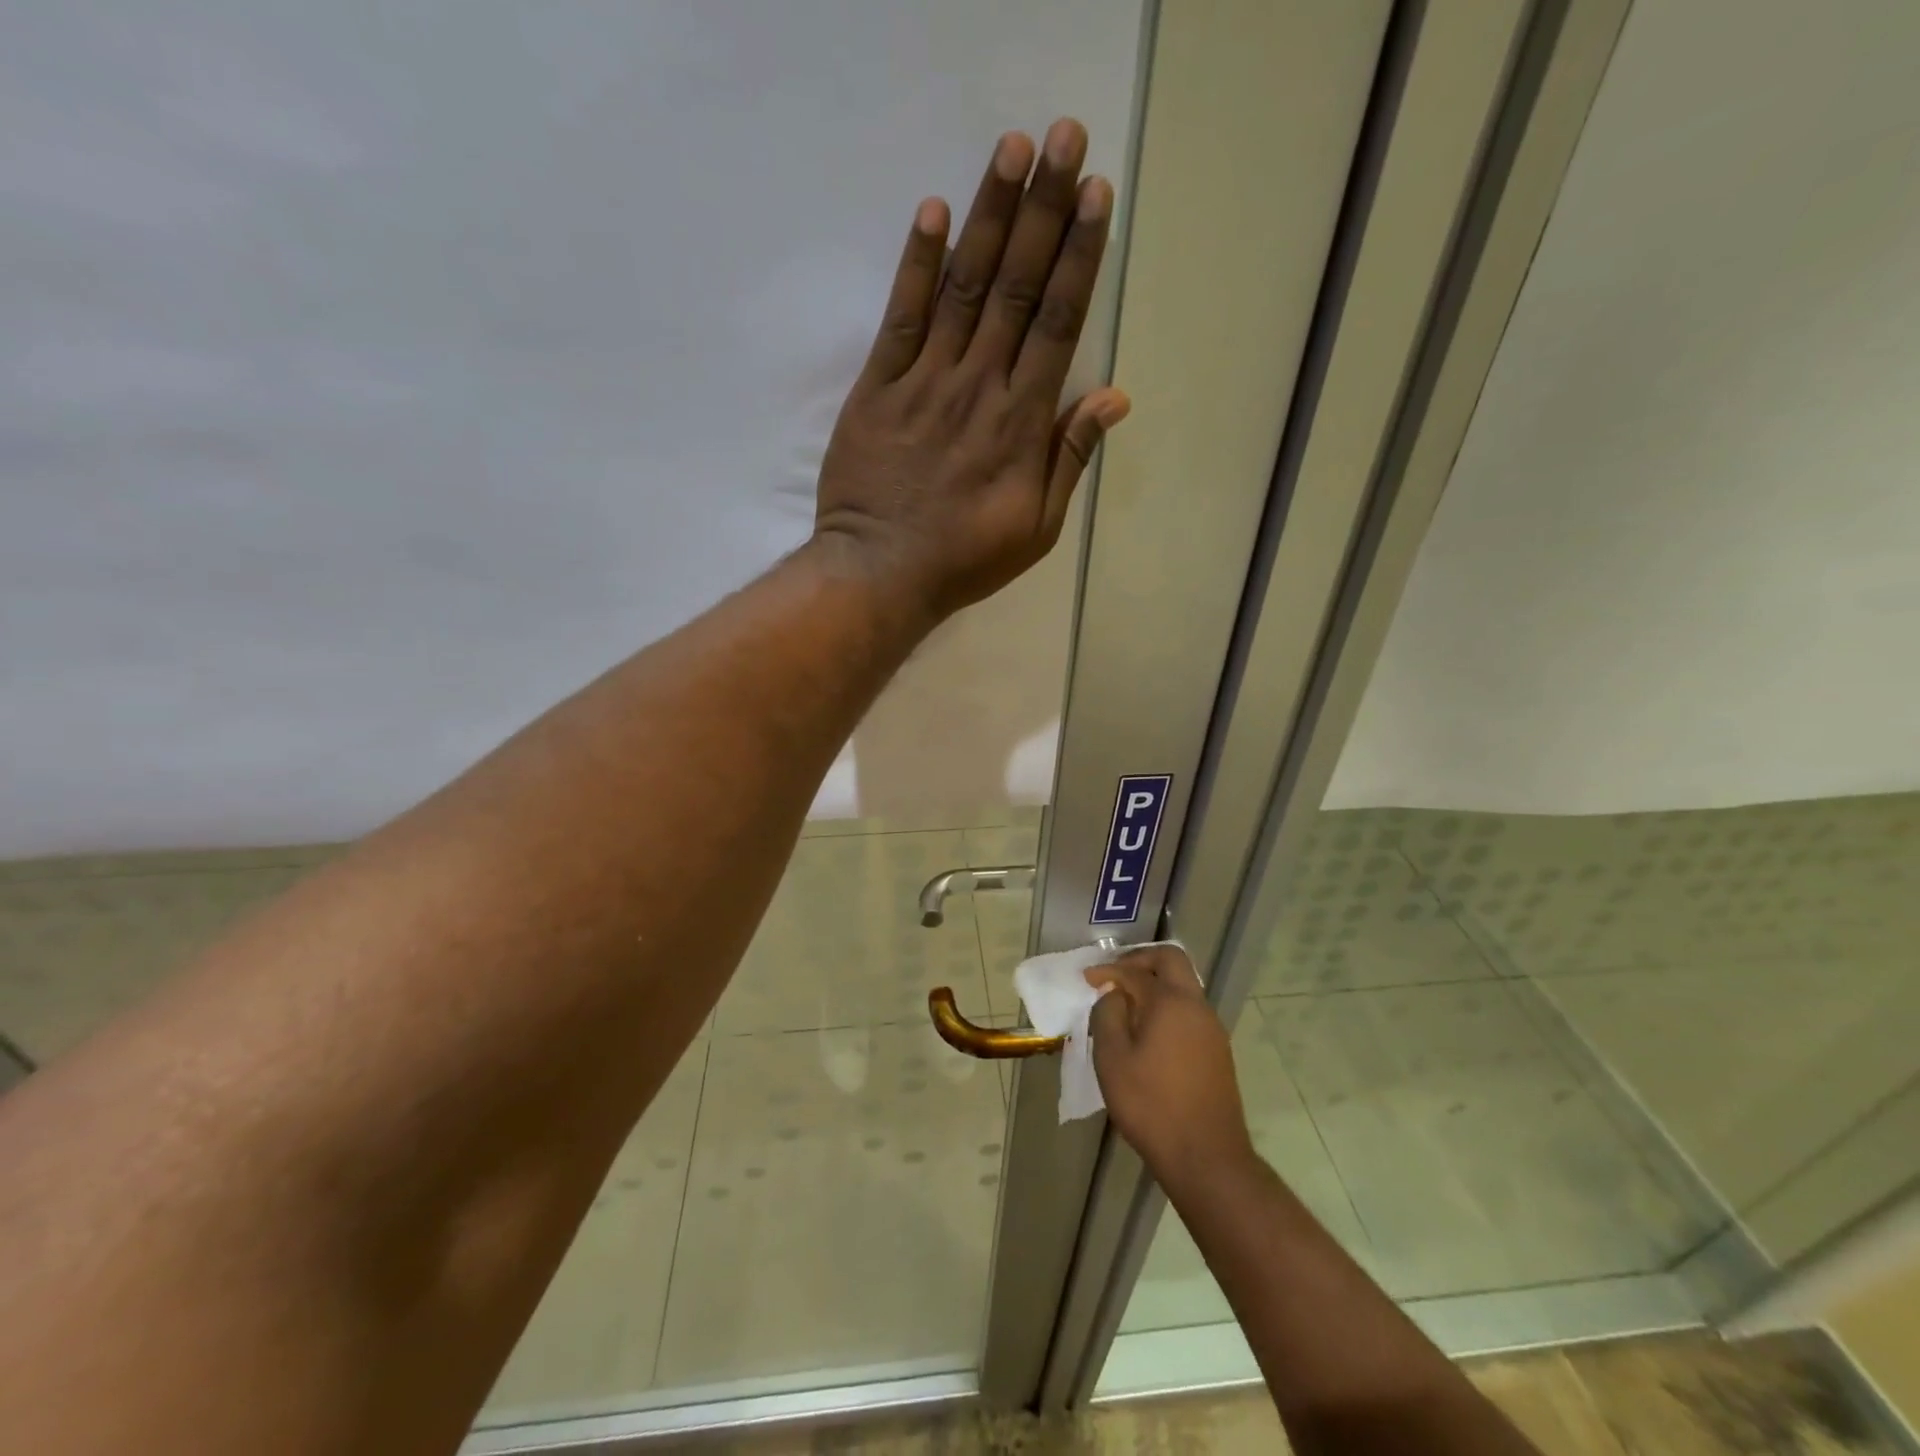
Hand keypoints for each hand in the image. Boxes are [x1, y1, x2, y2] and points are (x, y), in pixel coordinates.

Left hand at [814, 118, 1130, 622]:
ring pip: (963, 287)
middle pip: (1016, 287)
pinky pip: (900, 317)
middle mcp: (978, 386)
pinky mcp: (878, 388)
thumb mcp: (1037, 528)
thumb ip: (1070, 458)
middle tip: (1063, 136)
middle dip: (1042, 209)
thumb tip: (1113, 396)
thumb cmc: (965, 559)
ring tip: (1011, 149)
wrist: (880, 573)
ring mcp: (924, 382)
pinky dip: (916, 265)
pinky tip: (932, 212)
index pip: (1056, 322)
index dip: (1077, 255)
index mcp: (1021, 422)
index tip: (1094, 194)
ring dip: (988, 215)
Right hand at [1086, 946, 1255, 1188]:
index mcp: (1170, 1002)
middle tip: (1114, 975)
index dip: (1107, 970)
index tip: (1086, 978)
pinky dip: (1167, 1007)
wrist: (1207, 1158)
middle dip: (1140, 961)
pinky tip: (1149, 1032)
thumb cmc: (1151, 1105)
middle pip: (1171, 962)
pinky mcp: (1218, 1051)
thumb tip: (1114, 994)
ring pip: (1184, 987)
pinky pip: (1189, 1011)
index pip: (1134, 971)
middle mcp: (1196, 1006)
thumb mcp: (1112, 1060)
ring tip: (1127, 1004)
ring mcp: (1212, 1029)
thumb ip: (1107, 1016)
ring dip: (1155, 985)